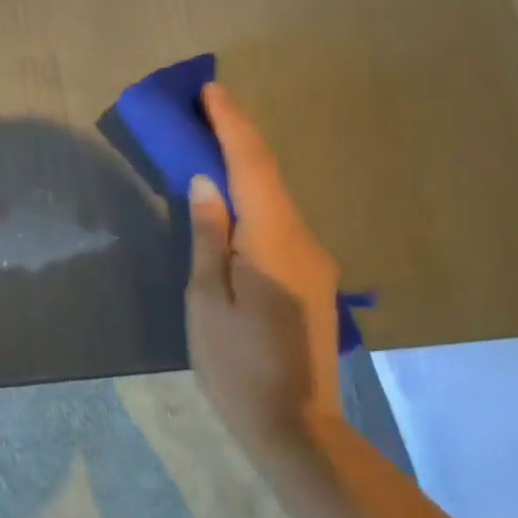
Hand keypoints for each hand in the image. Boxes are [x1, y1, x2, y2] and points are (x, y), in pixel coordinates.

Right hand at [186, 83, 342, 455]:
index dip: (232, 124)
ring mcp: (313, 260)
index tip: (211, 90)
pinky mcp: (311, 278)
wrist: (297, 427)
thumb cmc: (237, 366)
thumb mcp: (207, 301)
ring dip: (245, 165)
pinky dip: (254, 196)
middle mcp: (303, 240)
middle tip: (204, 108)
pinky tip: (232, 198)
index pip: (253, 166)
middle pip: (269, 175)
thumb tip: (207, 181)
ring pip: (276, 197)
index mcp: (274, 241)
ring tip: (210, 143)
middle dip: (238, 136)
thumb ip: (209, 235)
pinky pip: (279, 221)